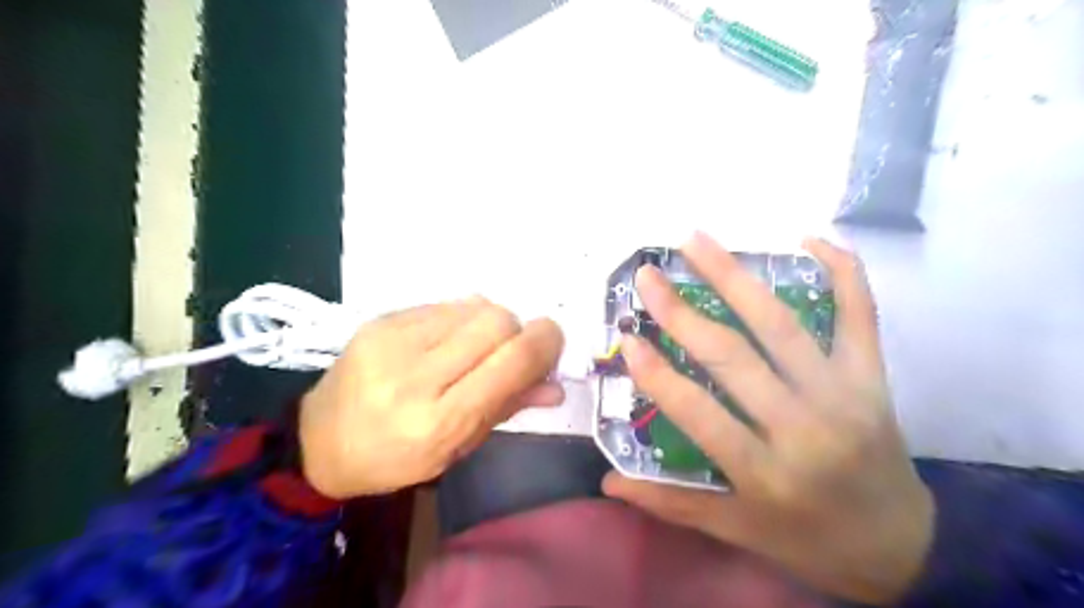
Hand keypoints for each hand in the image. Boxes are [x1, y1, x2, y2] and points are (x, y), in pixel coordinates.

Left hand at [296, 296, 563, 497]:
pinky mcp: (381, 320)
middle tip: (508, 351)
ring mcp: (393, 341)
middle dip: (516, 332)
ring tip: (473, 348)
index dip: (544, 344)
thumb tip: (556, 385)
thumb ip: (509, 408)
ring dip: (489, 324)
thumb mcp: (458, 447)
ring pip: (475, 306)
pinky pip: (446, 304)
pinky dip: (461, 319)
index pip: (510, 363)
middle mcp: (415, 376)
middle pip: (496, 322)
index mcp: (438, 422)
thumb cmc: (397, 458)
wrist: (320, 440)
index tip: (553, 342)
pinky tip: (446, 341)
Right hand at [605, 233, 937, 603]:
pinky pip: (860, 315)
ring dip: (736, 277)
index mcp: (766, 471)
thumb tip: (609, 482)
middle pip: (735, 357)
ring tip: (697, 240)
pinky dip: (842, 272)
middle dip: (683, 313)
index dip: (658, 374)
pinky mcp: (873, 377)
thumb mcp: (738, 529)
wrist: (904, 546)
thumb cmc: (810, 539)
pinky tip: (809, 239)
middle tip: (648, 275)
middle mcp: (804, 426)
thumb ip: (672, 503)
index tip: (626, 338)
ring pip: (782, 325)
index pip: (699, 413)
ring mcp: (843, 394)